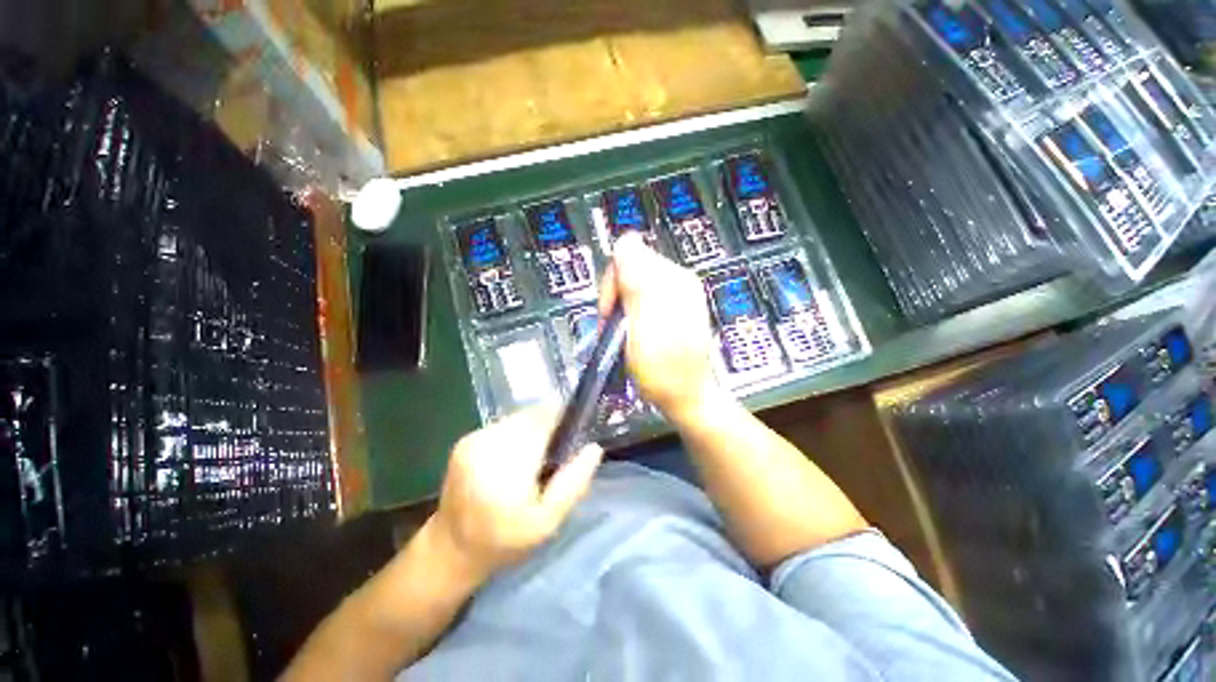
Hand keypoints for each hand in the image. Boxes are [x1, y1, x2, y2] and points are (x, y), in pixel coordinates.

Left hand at [430, 407, 603, 582]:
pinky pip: (503, 425)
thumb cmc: (505, 540)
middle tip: (556, 454)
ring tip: (535, 457)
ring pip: (518, 417)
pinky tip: (514, 458)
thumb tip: (594, 447)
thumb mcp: (548, 522)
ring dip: (533, 430)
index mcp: (508, 465)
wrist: (451, 550)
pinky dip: (516, 434)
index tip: (573, 437)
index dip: (563, 420)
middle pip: (532, 415)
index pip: (544, 418)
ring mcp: (473, 439)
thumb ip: (573, 483)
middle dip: (549, 427)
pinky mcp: (466, 439)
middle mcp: (487, 443)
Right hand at [598, 233, 719, 423]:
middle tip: (616, 327)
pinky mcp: (675, 309)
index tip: (611, 313)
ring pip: (635, 285)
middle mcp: (678, 280)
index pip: (629, 255)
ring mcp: (679, 295)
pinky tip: (637, 333)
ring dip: (623, 307)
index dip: (612, 283)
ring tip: (626, 334)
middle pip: (632, 268)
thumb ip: (635, 280)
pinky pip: (644, 299)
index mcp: (672, 279)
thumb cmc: (662, 368)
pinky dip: (633, 314)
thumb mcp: (643, 325)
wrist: (687, 397)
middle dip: (617, 296)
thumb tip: (627, 239)